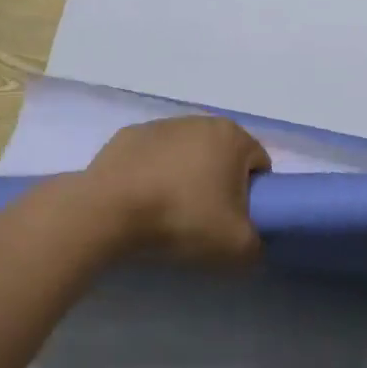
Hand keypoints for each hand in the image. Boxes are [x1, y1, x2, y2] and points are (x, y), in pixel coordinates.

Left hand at [79, 116, 270, 264]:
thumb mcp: (237, 246)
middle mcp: (200, 120)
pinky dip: (153, 174)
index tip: (235, 220)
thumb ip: (257, 245)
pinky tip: (141, 200)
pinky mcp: (127, 136)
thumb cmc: (182, 218)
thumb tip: (252, 244)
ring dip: (185, 178)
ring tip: (168, 212)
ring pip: (187, 154)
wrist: (108, 211)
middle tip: (204, 219)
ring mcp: (161, 125)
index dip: (254, 195)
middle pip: (222, 156)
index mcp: (232, 136)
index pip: (258, 165)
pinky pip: (153, 158)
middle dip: (219, 184)